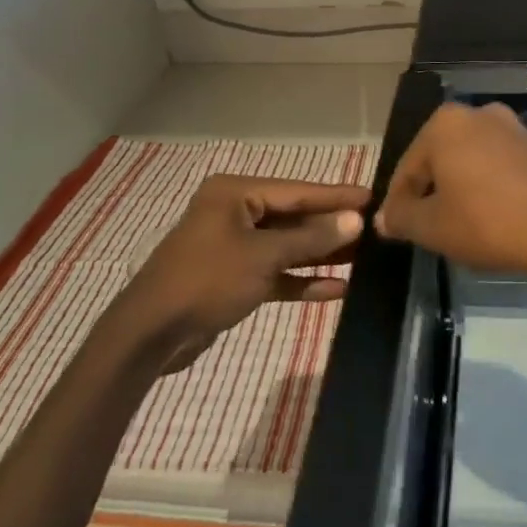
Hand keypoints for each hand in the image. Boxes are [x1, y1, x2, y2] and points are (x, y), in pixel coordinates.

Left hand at [115, 174, 370, 373]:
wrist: (150, 335)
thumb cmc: (207, 280)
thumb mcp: (263, 257)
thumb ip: (311, 239)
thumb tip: (355, 219)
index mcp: (236, 194)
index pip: (298, 191)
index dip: (336, 196)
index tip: (373, 196)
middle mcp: (236, 213)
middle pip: (294, 217)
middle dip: (331, 227)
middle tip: (375, 229)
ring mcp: (234, 247)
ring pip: (287, 246)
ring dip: (321, 254)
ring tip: (365, 257)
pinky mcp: (234, 279)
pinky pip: (275, 273)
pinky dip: (300, 280)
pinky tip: (337, 289)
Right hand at [375, 103, 526, 288]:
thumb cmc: (488, 223)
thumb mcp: (432, 227)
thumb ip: (401, 218)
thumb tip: (383, 218)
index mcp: (444, 124)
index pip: (407, 168)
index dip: (397, 203)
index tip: (395, 229)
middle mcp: (476, 113)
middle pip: (437, 159)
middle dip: (429, 192)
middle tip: (426, 229)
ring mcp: (510, 126)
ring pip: (468, 161)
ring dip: (458, 189)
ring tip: (458, 226)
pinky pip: (496, 165)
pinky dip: (486, 187)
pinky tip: (490, 217)